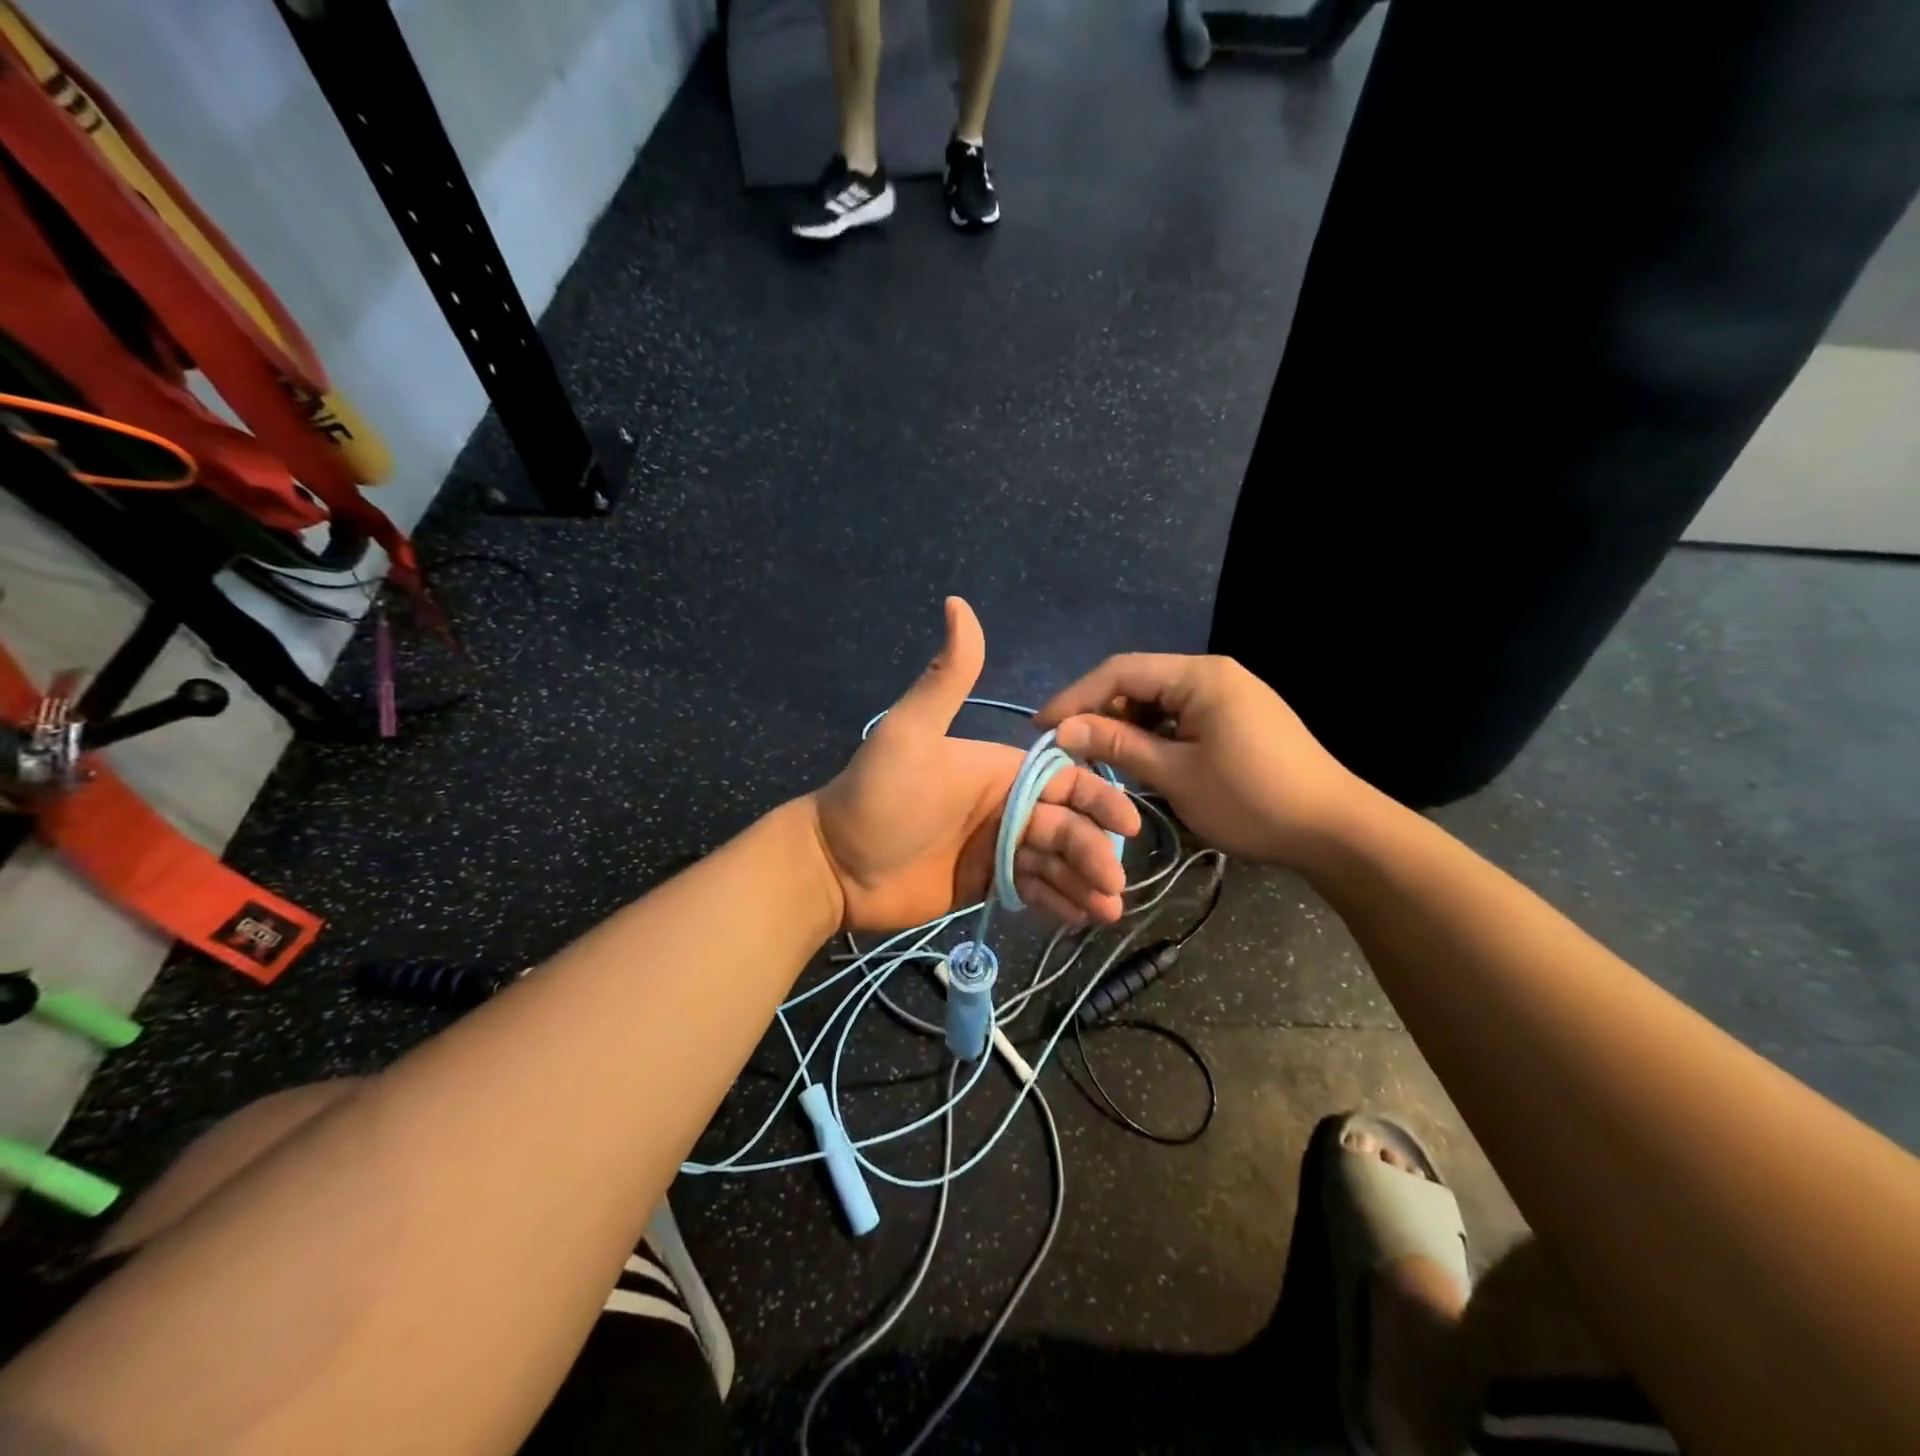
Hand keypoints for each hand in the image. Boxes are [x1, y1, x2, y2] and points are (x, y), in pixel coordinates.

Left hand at [811, 599, 1140, 931]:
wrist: (834, 864)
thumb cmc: (876, 797)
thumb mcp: (910, 733)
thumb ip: (946, 677)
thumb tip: (957, 602)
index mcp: (999, 769)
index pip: (1063, 781)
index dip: (1097, 799)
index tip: (1126, 826)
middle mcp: (1006, 805)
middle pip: (1066, 826)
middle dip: (1093, 851)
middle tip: (1114, 885)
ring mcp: (997, 847)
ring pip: (1055, 861)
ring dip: (1084, 881)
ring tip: (1105, 912)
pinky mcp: (987, 884)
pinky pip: (1032, 890)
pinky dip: (1058, 901)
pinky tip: (1079, 918)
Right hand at [1036, 653, 1366, 870]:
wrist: (1334, 830)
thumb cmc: (1251, 800)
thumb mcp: (1175, 775)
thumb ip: (1118, 744)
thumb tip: (1063, 729)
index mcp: (1200, 676)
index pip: (1120, 671)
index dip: (1075, 697)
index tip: (1042, 728)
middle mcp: (1213, 673)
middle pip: (1139, 681)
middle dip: (1101, 712)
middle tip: (1070, 748)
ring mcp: (1230, 694)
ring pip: (1159, 700)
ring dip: (1126, 725)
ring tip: (1100, 757)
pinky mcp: (1238, 717)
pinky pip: (1182, 715)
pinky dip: (1155, 734)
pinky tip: (1142, 760)